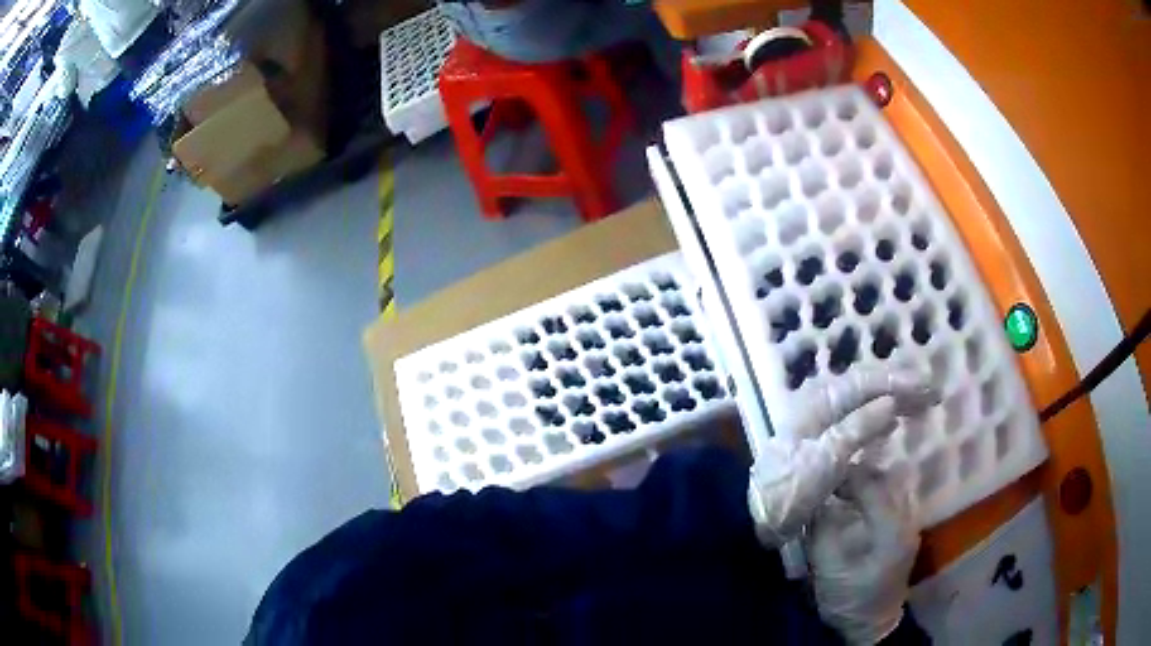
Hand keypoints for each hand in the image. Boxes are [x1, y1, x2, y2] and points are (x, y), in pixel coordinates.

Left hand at [746, 366, 936, 546]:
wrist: (757, 519)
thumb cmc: (790, 489)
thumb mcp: (826, 459)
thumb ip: (858, 428)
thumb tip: (890, 402)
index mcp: (817, 405)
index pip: (863, 383)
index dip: (896, 381)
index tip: (925, 385)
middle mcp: (819, 407)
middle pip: (864, 389)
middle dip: (898, 388)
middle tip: (930, 393)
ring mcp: (820, 427)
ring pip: (862, 405)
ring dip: (891, 402)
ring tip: (919, 405)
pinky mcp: (822, 447)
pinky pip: (857, 424)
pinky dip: (877, 422)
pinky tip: (891, 426)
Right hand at [806, 466, 919, 644]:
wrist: (871, 626)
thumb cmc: (851, 599)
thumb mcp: (830, 569)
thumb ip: (822, 531)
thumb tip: (813, 502)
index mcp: (891, 528)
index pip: (871, 485)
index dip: (847, 475)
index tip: (824, 473)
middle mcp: (906, 519)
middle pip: (885, 480)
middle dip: (857, 474)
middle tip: (831, 476)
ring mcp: (908, 526)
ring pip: (890, 488)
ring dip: (866, 483)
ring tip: (841, 486)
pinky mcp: (902, 534)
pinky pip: (890, 501)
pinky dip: (872, 495)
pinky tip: (854, 502)